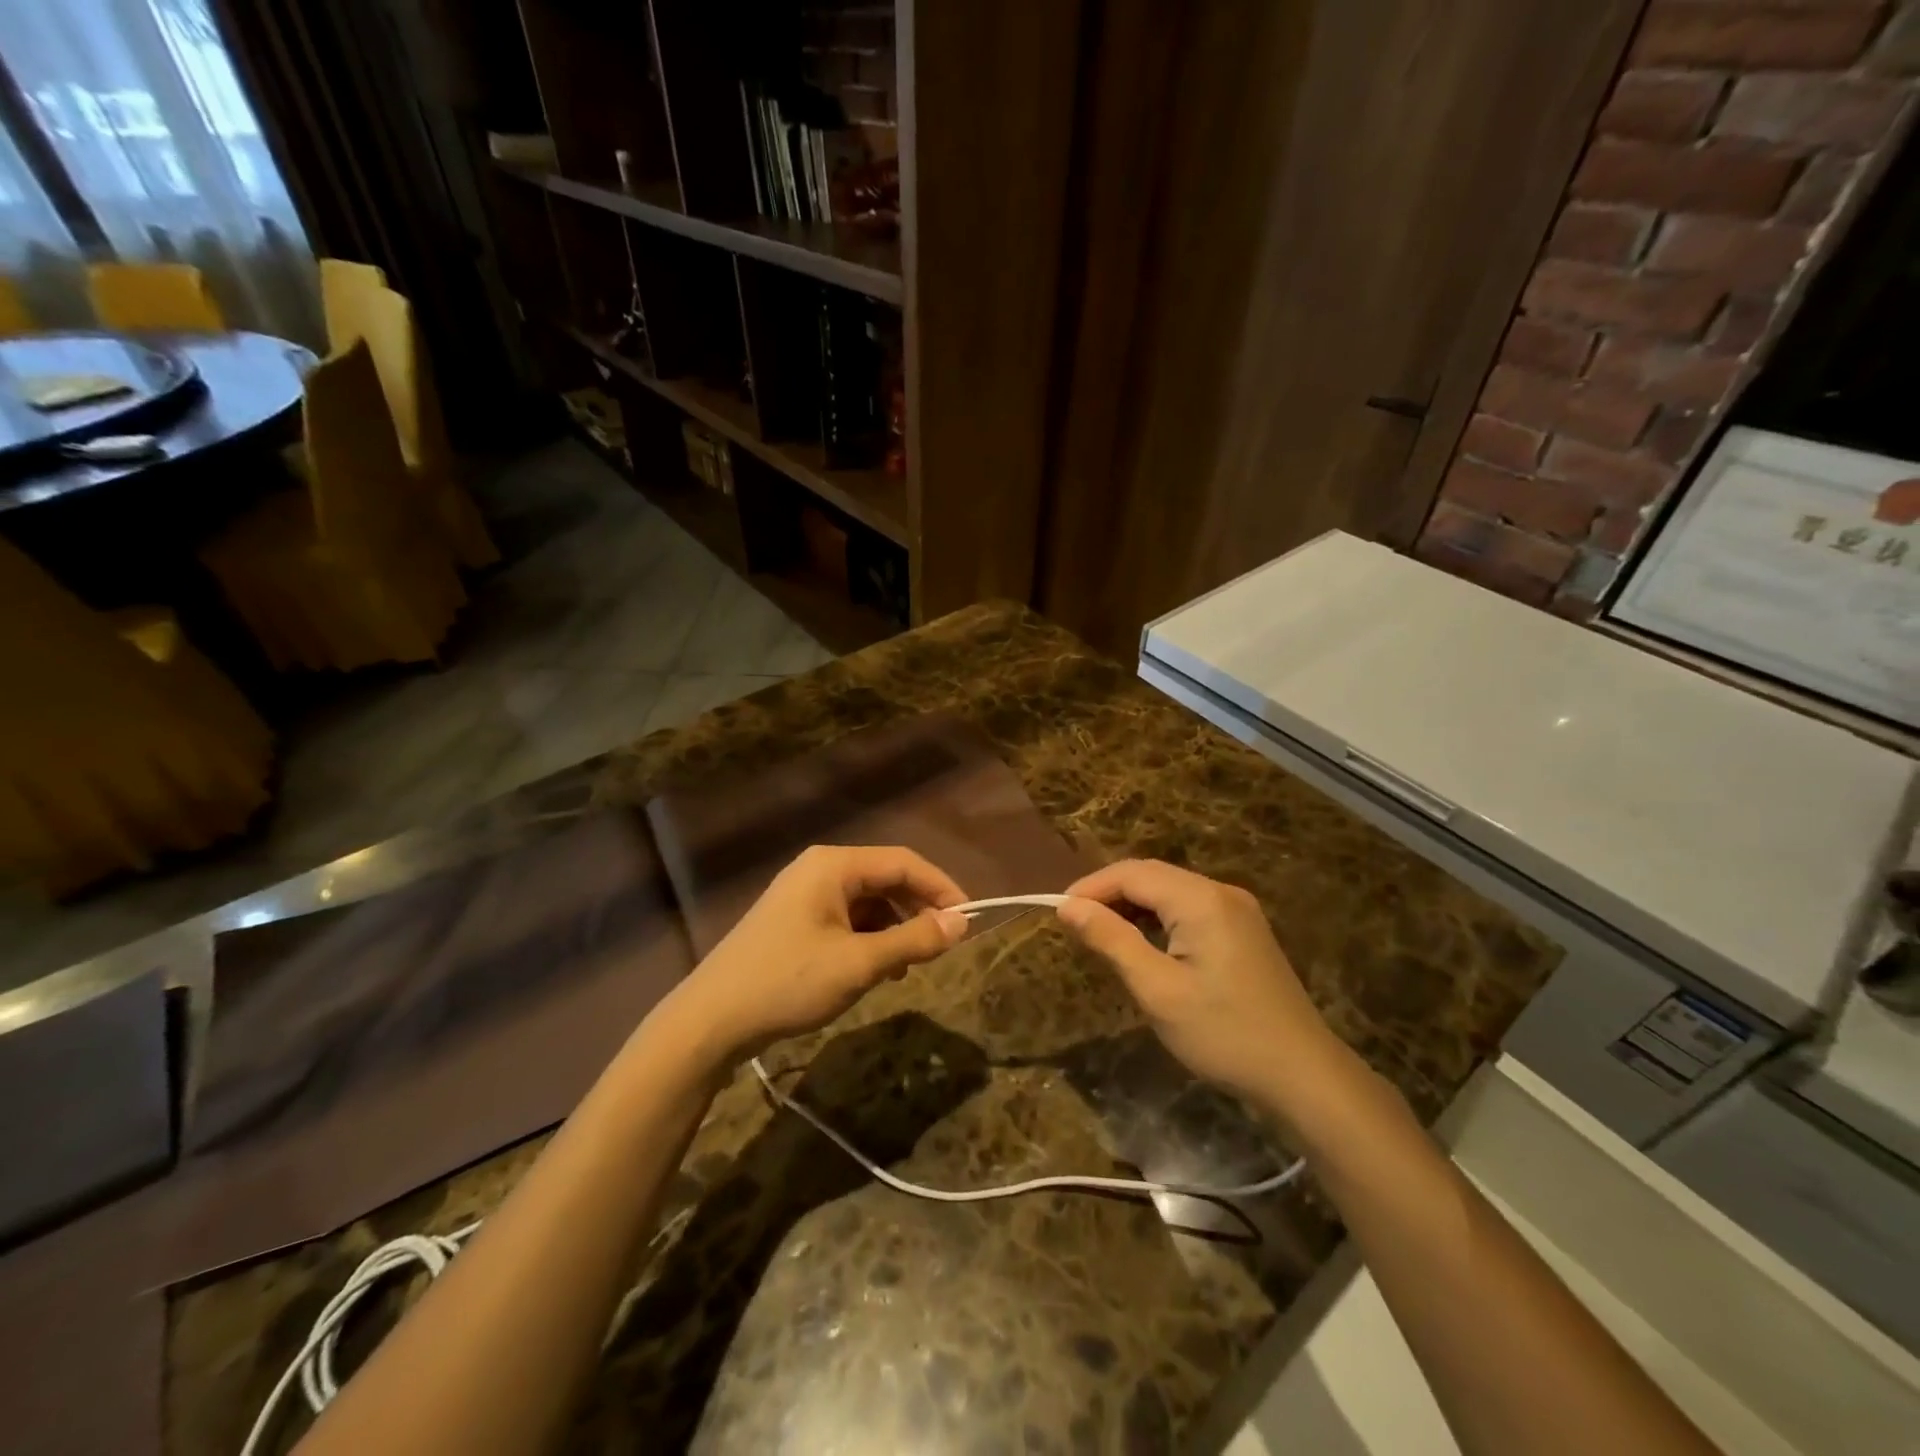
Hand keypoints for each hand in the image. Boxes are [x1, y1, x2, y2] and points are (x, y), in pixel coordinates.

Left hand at [662, 845, 969, 1067]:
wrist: (710, 1021)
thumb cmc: (788, 982)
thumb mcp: (859, 963)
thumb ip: (913, 940)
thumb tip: (962, 923)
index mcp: (833, 865)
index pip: (903, 862)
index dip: (941, 888)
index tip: (968, 920)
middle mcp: (819, 869)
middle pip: (885, 878)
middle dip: (917, 910)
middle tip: (943, 945)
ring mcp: (804, 895)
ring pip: (867, 902)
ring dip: (894, 928)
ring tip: (907, 966)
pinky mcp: (795, 921)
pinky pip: (847, 919)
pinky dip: (869, 939)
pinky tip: (876, 969)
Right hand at [1057, 860, 1338, 1107]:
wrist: (1303, 1075)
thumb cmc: (1223, 1033)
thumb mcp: (1157, 989)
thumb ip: (1111, 940)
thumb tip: (1068, 907)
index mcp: (1201, 899)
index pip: (1132, 873)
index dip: (1090, 887)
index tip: (1058, 913)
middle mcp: (1221, 892)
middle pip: (1152, 876)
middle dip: (1110, 894)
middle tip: (1075, 925)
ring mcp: (1238, 910)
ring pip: (1171, 892)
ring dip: (1133, 906)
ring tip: (1102, 935)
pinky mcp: (1244, 931)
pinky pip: (1190, 910)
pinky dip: (1159, 919)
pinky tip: (1144, 944)